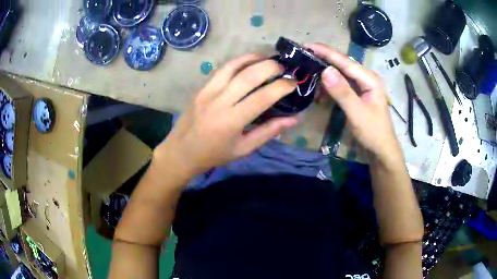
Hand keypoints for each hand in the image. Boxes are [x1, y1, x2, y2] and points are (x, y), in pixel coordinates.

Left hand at [154, 53, 296, 177]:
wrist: (181, 152)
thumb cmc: (214, 154)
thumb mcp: (243, 149)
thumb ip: (268, 132)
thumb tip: (294, 119)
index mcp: (232, 121)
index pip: (262, 97)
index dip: (282, 87)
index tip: (294, 83)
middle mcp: (220, 101)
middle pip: (249, 76)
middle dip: (271, 67)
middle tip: (284, 68)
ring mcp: (208, 92)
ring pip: (234, 66)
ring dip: (254, 58)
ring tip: (269, 58)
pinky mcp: (201, 88)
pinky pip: (221, 69)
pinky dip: (238, 61)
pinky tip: (249, 61)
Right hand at [307, 43, 402, 162]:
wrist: (382, 149)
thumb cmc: (373, 132)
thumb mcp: (357, 113)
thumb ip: (343, 92)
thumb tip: (325, 70)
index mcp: (369, 79)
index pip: (345, 61)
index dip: (326, 52)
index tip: (307, 45)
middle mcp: (366, 77)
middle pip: (342, 64)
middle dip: (323, 59)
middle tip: (303, 55)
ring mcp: (362, 85)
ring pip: (341, 73)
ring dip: (325, 73)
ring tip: (308, 70)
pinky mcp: (358, 93)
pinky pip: (342, 84)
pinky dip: (330, 86)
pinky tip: (320, 90)